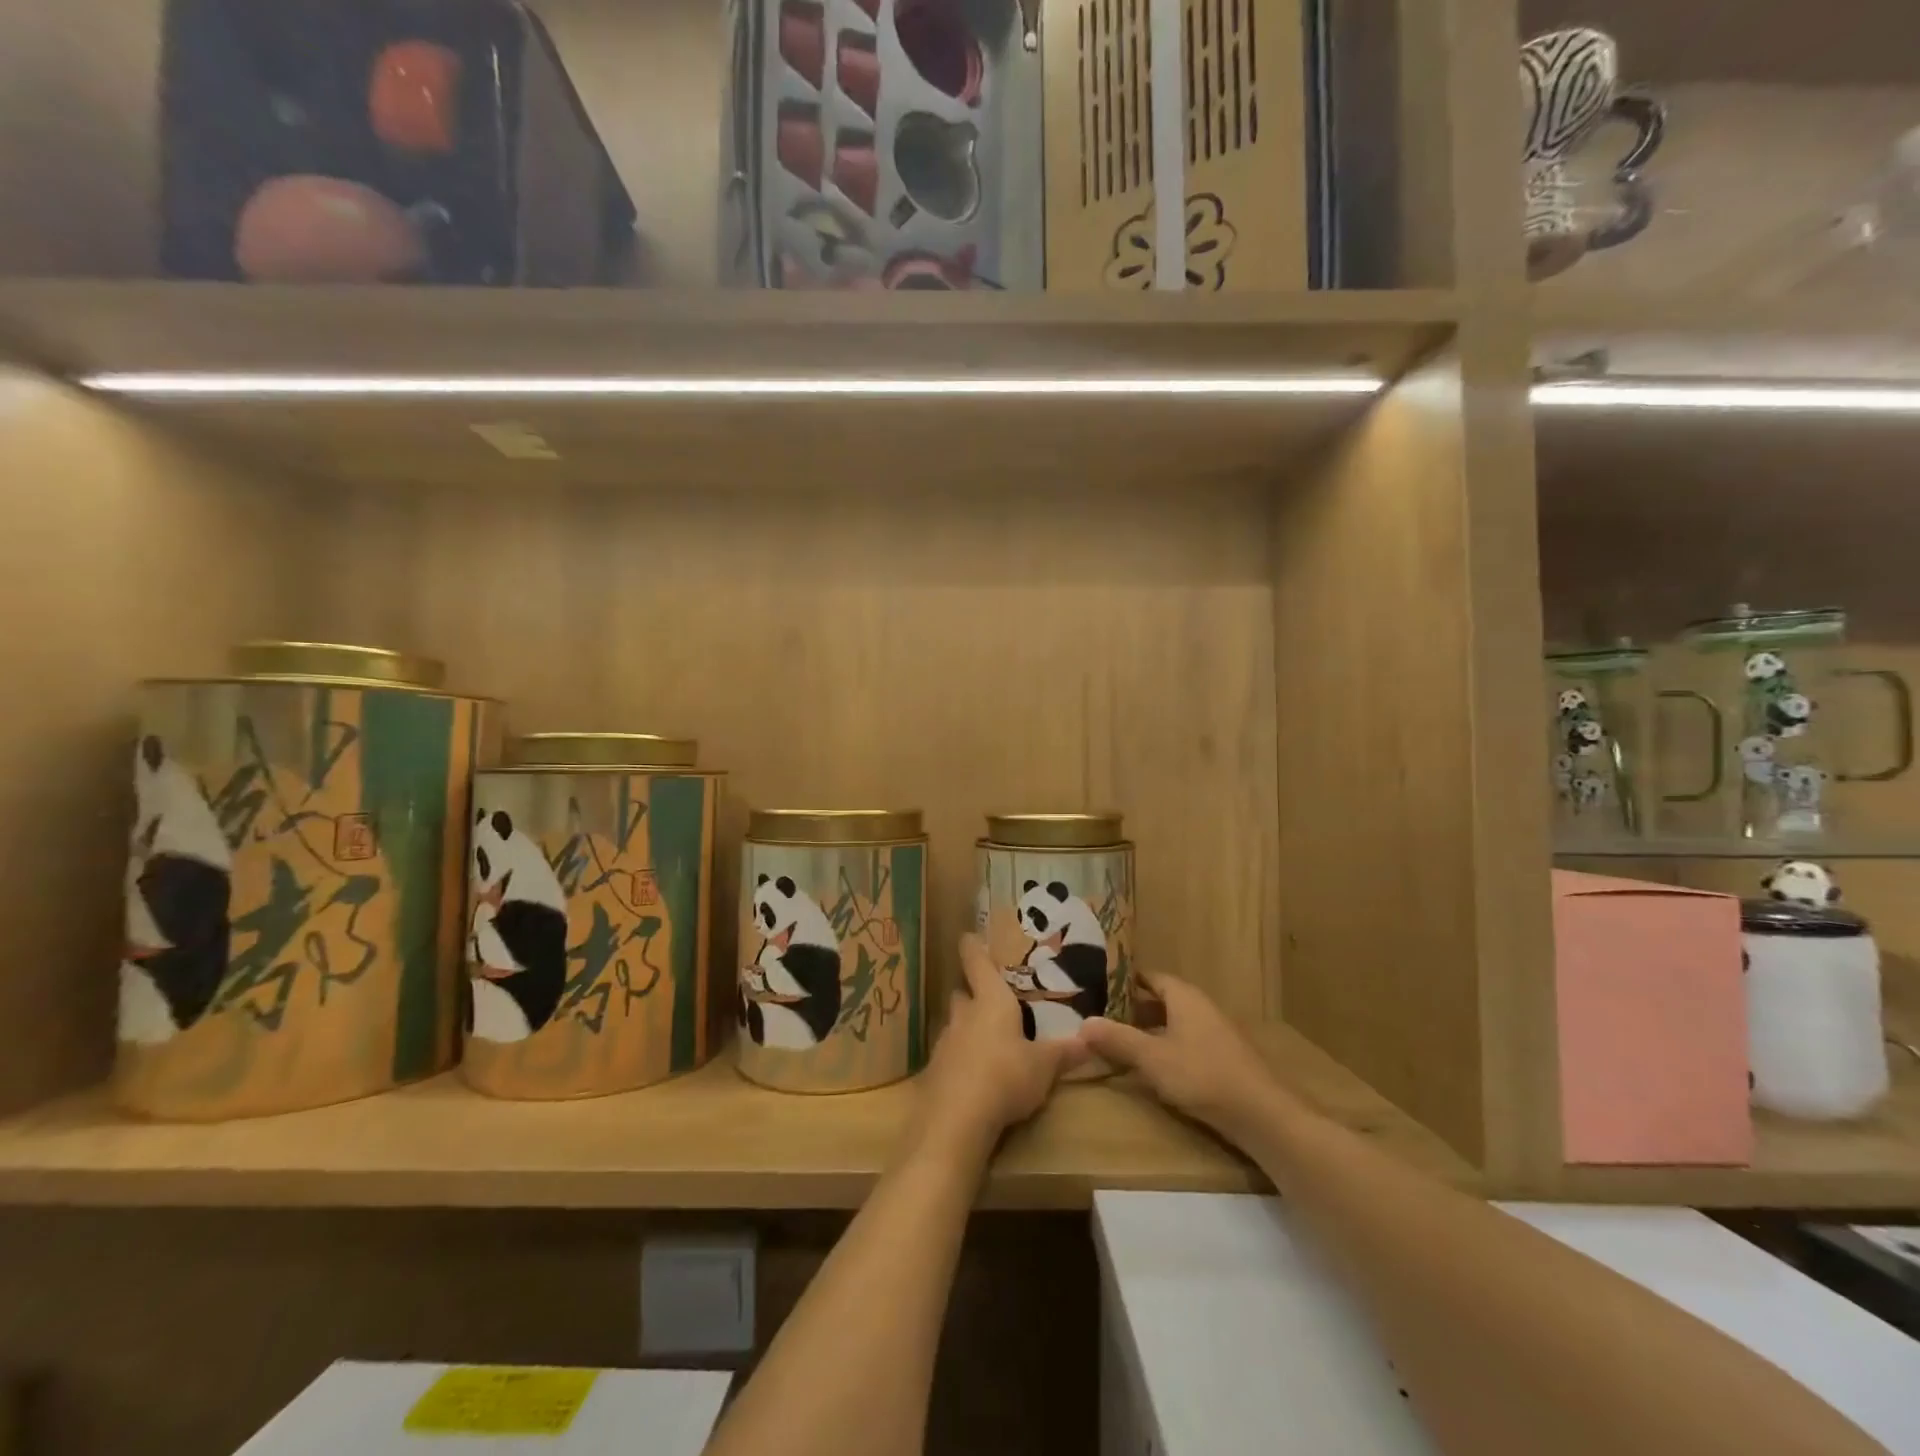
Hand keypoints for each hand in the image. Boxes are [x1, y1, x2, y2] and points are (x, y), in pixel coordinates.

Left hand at [913, 934, 1084, 1152]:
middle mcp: (963, 1016)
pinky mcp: (933, 1073)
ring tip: (986, 1040)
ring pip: (954, 1026)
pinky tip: (972, 1077)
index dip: (973, 948)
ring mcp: (944, 1044)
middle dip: (972, 995)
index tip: (968, 936)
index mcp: (991, 1002)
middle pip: (962, 995)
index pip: (976, 962)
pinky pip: (948, 1058)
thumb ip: (1064, 1052)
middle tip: (989, 1000)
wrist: (956, 1120)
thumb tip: (1090, 1039)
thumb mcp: (1044, 1067)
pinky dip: (959, 1061)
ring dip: (966, 1029)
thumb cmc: (1006, 1077)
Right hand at [1080, 972, 1280, 1137]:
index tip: (1097, 987)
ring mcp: (1214, 1032)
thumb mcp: (1152, 1058)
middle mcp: (1200, 1006)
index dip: (1123, 980)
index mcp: (1184, 996)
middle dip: (1132, 1008)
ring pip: (1174, 1022)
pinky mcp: (1223, 1057)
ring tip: (1120, 1042)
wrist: (1262, 1115)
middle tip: (1102, 1017)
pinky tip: (1152, 1066)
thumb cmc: (1202, 1076)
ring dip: (1149, 1030)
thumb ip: (1117, 1039)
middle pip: (1161, 999)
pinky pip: (1185, 1041)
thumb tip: (1082, 1023)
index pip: (1149, 976)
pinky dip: (1166, 1046)